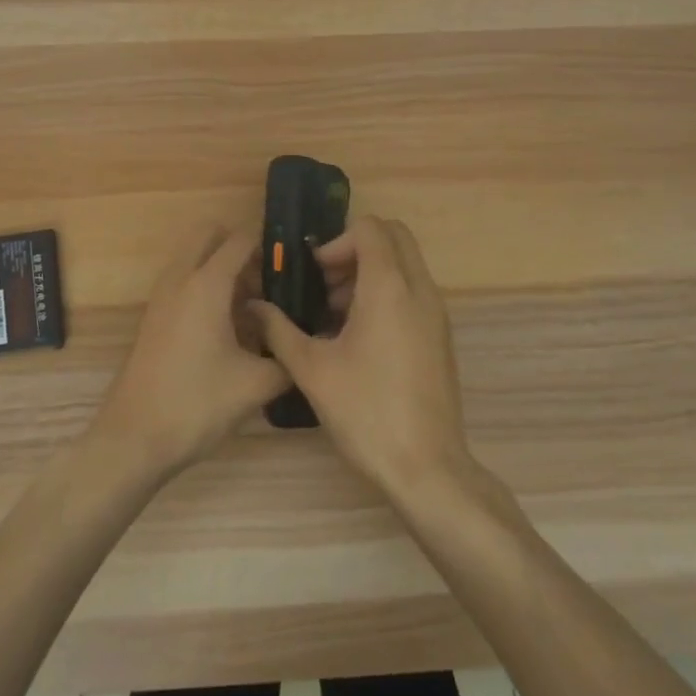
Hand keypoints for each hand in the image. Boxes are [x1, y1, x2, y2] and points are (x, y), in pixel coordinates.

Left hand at [89, 225, 289, 480]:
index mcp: (206, 284)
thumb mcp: (256, 385)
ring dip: (222, 269)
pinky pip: (184, 282)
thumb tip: (303, 347)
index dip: (270, 246)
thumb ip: (287, 359)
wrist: (133, 440)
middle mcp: (180, 279)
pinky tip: (230, 328)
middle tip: (268, 281)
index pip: (240, 240)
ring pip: (194, 258)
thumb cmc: (196, 404)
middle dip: (240, 248)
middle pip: (209, 235)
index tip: (296, 265)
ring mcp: (161, 297)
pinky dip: (206, 287)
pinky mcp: (154, 317)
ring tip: (255, 307)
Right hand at [250, 216, 473, 500]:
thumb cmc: (366, 412)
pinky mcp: (440, 335)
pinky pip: (413, 291)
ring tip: (334, 315)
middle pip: (394, 237)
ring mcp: (436, 313)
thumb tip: (254, 307)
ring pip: (405, 264)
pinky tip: (357, 337)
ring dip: (370, 272)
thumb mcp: (312, 370)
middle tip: (325, 284)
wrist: (427, 467)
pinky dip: (387, 293)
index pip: (371, 228)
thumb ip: (279, 330)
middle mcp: (420, 290)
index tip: (316, 274)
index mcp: (389, 287)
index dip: (338, 241)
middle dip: (356, 249)